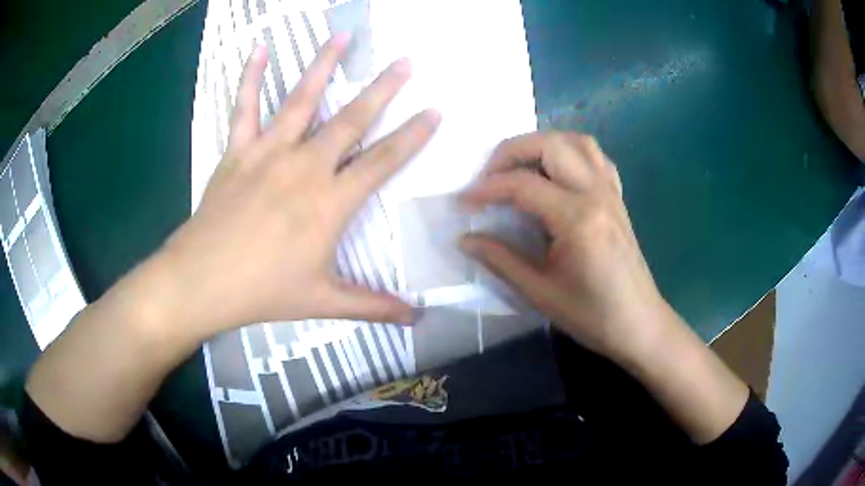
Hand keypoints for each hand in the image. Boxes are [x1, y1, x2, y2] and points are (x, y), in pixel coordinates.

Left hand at [157, 36, 439, 336]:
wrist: (202, 281)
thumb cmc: (263, 292)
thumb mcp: (323, 301)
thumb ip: (372, 306)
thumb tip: (417, 319)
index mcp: (330, 203)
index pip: (382, 162)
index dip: (412, 136)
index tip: (435, 110)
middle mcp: (305, 167)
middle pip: (351, 119)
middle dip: (383, 88)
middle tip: (405, 61)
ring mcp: (269, 153)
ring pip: (302, 100)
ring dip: (324, 64)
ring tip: (343, 35)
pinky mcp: (238, 151)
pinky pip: (245, 107)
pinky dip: (250, 76)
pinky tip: (258, 49)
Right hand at [460, 132, 668, 364]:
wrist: (638, 323)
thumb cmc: (591, 314)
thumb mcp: (539, 292)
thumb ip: (500, 259)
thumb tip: (465, 239)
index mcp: (577, 218)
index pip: (523, 185)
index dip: (487, 189)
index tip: (463, 202)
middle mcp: (596, 193)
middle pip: (550, 145)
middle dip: (510, 151)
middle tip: (488, 176)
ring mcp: (611, 191)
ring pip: (576, 142)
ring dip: (542, 144)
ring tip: (519, 167)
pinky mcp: (617, 197)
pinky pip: (595, 157)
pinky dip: (570, 153)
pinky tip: (556, 174)